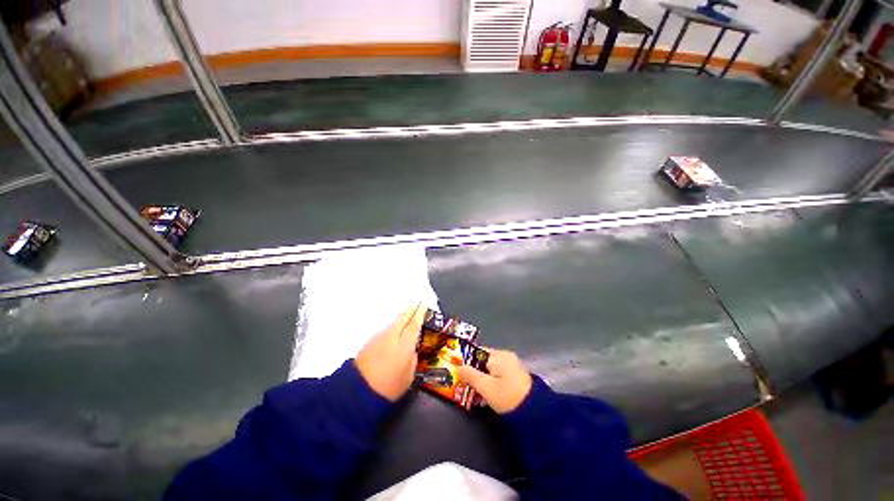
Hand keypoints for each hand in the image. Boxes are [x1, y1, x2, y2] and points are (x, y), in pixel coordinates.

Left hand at [355, 304, 425, 401]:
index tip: (424, 304)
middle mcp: (393, 336)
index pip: (415, 323)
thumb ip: (413, 360)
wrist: (357, 391)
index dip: (420, 312)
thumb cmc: (388, 387)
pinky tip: (394, 333)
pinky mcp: (370, 341)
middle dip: (411, 309)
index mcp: (405, 344)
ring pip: (394, 323)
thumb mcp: (408, 377)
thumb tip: (413, 350)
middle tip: (418, 302)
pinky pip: (386, 330)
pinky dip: (393, 328)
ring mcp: (380, 337)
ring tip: (408, 316)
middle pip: (403, 317)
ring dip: (402, 318)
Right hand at [457, 348, 532, 413]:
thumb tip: (458, 366)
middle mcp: (506, 356)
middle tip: (463, 382)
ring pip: (490, 367)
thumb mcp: (486, 388)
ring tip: (472, 389)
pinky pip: (497, 373)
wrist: (535, 414)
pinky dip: (490, 379)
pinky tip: (486, 391)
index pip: (477, 352)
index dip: (466, 360)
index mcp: (499, 355)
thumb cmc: (508, 397)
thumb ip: (470, 375)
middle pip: (483, 360)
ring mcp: (512, 365)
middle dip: (473, 370)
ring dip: (481, 377)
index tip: (457, 371)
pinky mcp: (515, 375)